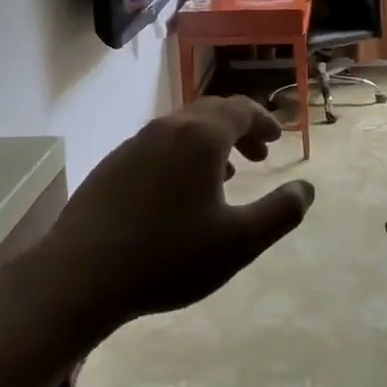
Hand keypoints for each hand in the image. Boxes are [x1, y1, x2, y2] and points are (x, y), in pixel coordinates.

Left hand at [39, 97, 312, 336]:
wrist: (80, 276)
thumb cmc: (168, 257)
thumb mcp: (238, 243)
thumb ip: (280, 213)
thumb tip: (307, 189)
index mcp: (201, 137)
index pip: (241, 110)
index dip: (263, 121)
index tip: (277, 138)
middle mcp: (168, 128)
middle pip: (211, 112)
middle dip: (240, 129)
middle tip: (259, 156)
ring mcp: (134, 143)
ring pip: (183, 129)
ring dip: (210, 143)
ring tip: (225, 174)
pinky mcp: (112, 164)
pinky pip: (158, 145)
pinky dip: (182, 155)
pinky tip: (180, 193)